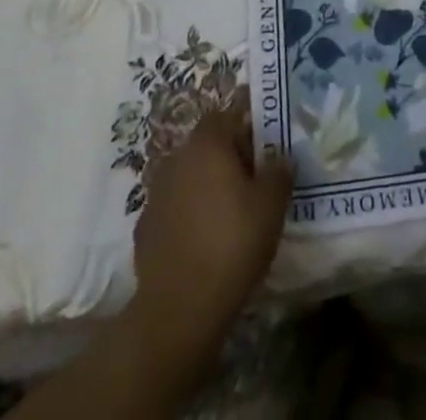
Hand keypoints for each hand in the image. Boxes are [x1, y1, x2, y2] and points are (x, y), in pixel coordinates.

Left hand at [126, 91, 293, 368]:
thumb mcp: (271, 206)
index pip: (225, 115)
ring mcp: (156, 194)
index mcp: (206, 144)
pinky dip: (189, 215)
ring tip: (230, 212)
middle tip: (253, 180)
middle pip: (206, 145)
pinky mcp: (145, 228)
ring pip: (188, 177)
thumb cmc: (231, 244)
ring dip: (207, 186)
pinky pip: (174, 208)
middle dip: (228, 156)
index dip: (245, 124)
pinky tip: (204, 240)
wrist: (179, 310)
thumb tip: (280, 158)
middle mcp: (177, 159)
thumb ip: (279, 172)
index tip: (264, 144)